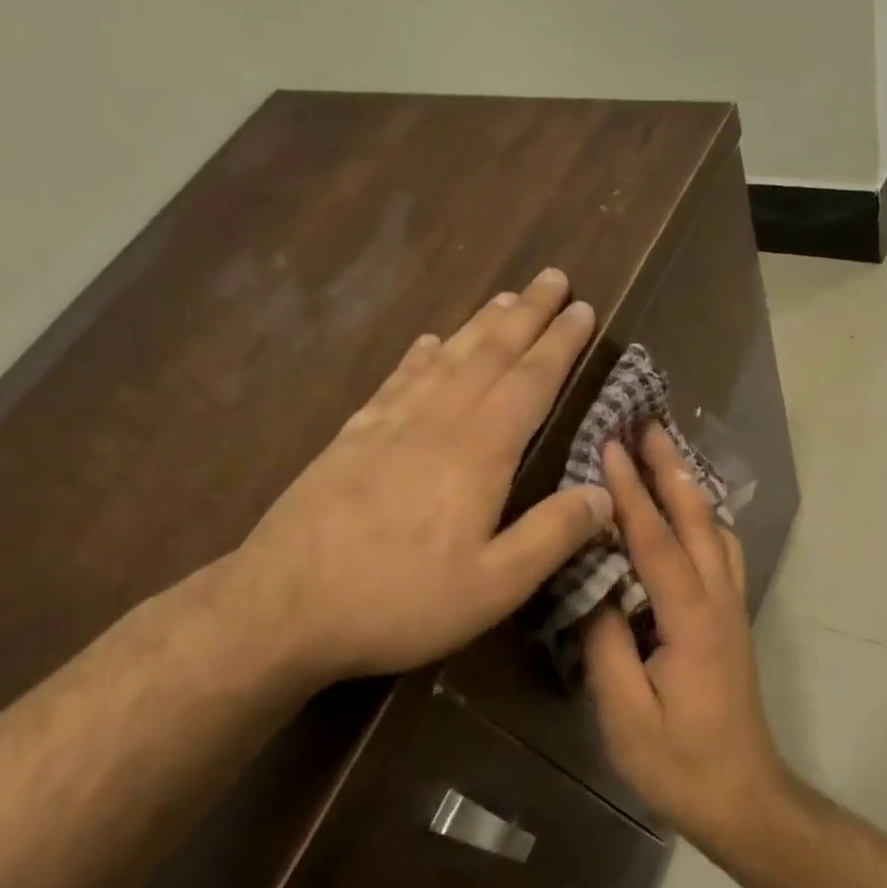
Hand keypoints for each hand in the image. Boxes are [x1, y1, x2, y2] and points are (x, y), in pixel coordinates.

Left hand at [232, 267, 610, 680]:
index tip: (583, 308)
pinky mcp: (351, 440)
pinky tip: (428, 342)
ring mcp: (388, 427)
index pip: (530, 383)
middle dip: (526, 315)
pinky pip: (396, 382)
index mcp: (478, 455)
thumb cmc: (400, 601)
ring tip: (504, 298)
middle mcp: (436, 425)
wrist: (282, 608)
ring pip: (445, 360)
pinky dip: (419, 356)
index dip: (560, 345)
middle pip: (488, 355)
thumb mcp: (494, 587)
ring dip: (479, 326)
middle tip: (552, 279)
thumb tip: (604, 495)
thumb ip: (551, 536)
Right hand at [583, 424, 788, 842]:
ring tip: (665, 459)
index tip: (610, 445)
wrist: (742, 796)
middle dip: (672, 470)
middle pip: (697, 521)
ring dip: (691, 490)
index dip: (630, 493)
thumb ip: (607, 644)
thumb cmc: (679, 763)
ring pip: (716, 533)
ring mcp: (731, 611)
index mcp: (691, 620)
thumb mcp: (625, 713)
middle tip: (649, 425)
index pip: (656, 542)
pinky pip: (721, 554)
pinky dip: (702, 521)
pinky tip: (686, 518)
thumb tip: (594, 590)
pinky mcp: (731, 623)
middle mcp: (719, 602)